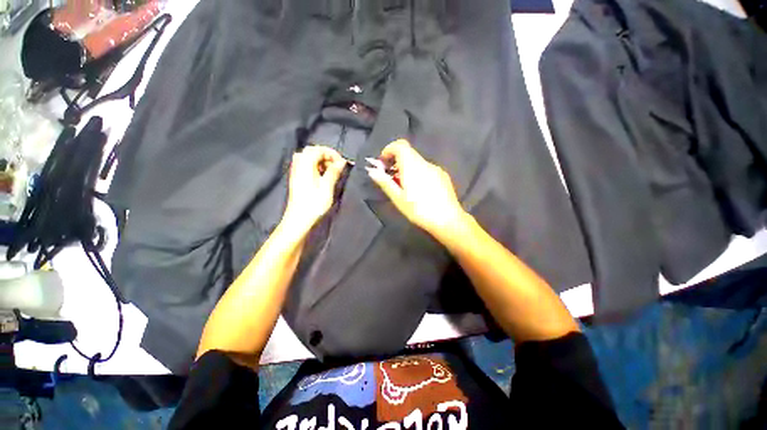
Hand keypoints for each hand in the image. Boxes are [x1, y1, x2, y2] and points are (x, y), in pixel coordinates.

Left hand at [283, 146, 346, 229]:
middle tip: (337, 166)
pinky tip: (323, 177)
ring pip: (308, 158)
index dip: (331, 153)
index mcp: (305, 165)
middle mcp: (299, 165)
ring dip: (321, 161)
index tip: (342, 162)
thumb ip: (333, 172)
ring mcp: (296, 172)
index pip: (318, 150)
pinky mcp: (297, 179)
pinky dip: (316, 167)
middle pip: (312, 151)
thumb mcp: (327, 188)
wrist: (299, 220)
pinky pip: (306, 166)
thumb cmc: (314, 204)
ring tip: (331, 171)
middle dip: (326, 155)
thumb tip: (341, 161)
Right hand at [367, 139, 468, 237]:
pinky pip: (426, 170)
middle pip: (408, 154)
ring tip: (404, 188)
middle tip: (391, 179)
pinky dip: (418, 174)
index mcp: (412, 166)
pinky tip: (419, 191)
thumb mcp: (398, 199)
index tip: (383, 163)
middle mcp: (425, 163)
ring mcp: (436, 169)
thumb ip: (385, 183)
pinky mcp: (443, 176)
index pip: (400, 145)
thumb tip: (372, 171)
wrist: (448, 220)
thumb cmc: (419, 210)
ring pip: (417, 163)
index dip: (389, 150)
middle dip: (396, 162)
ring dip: (407, 169)